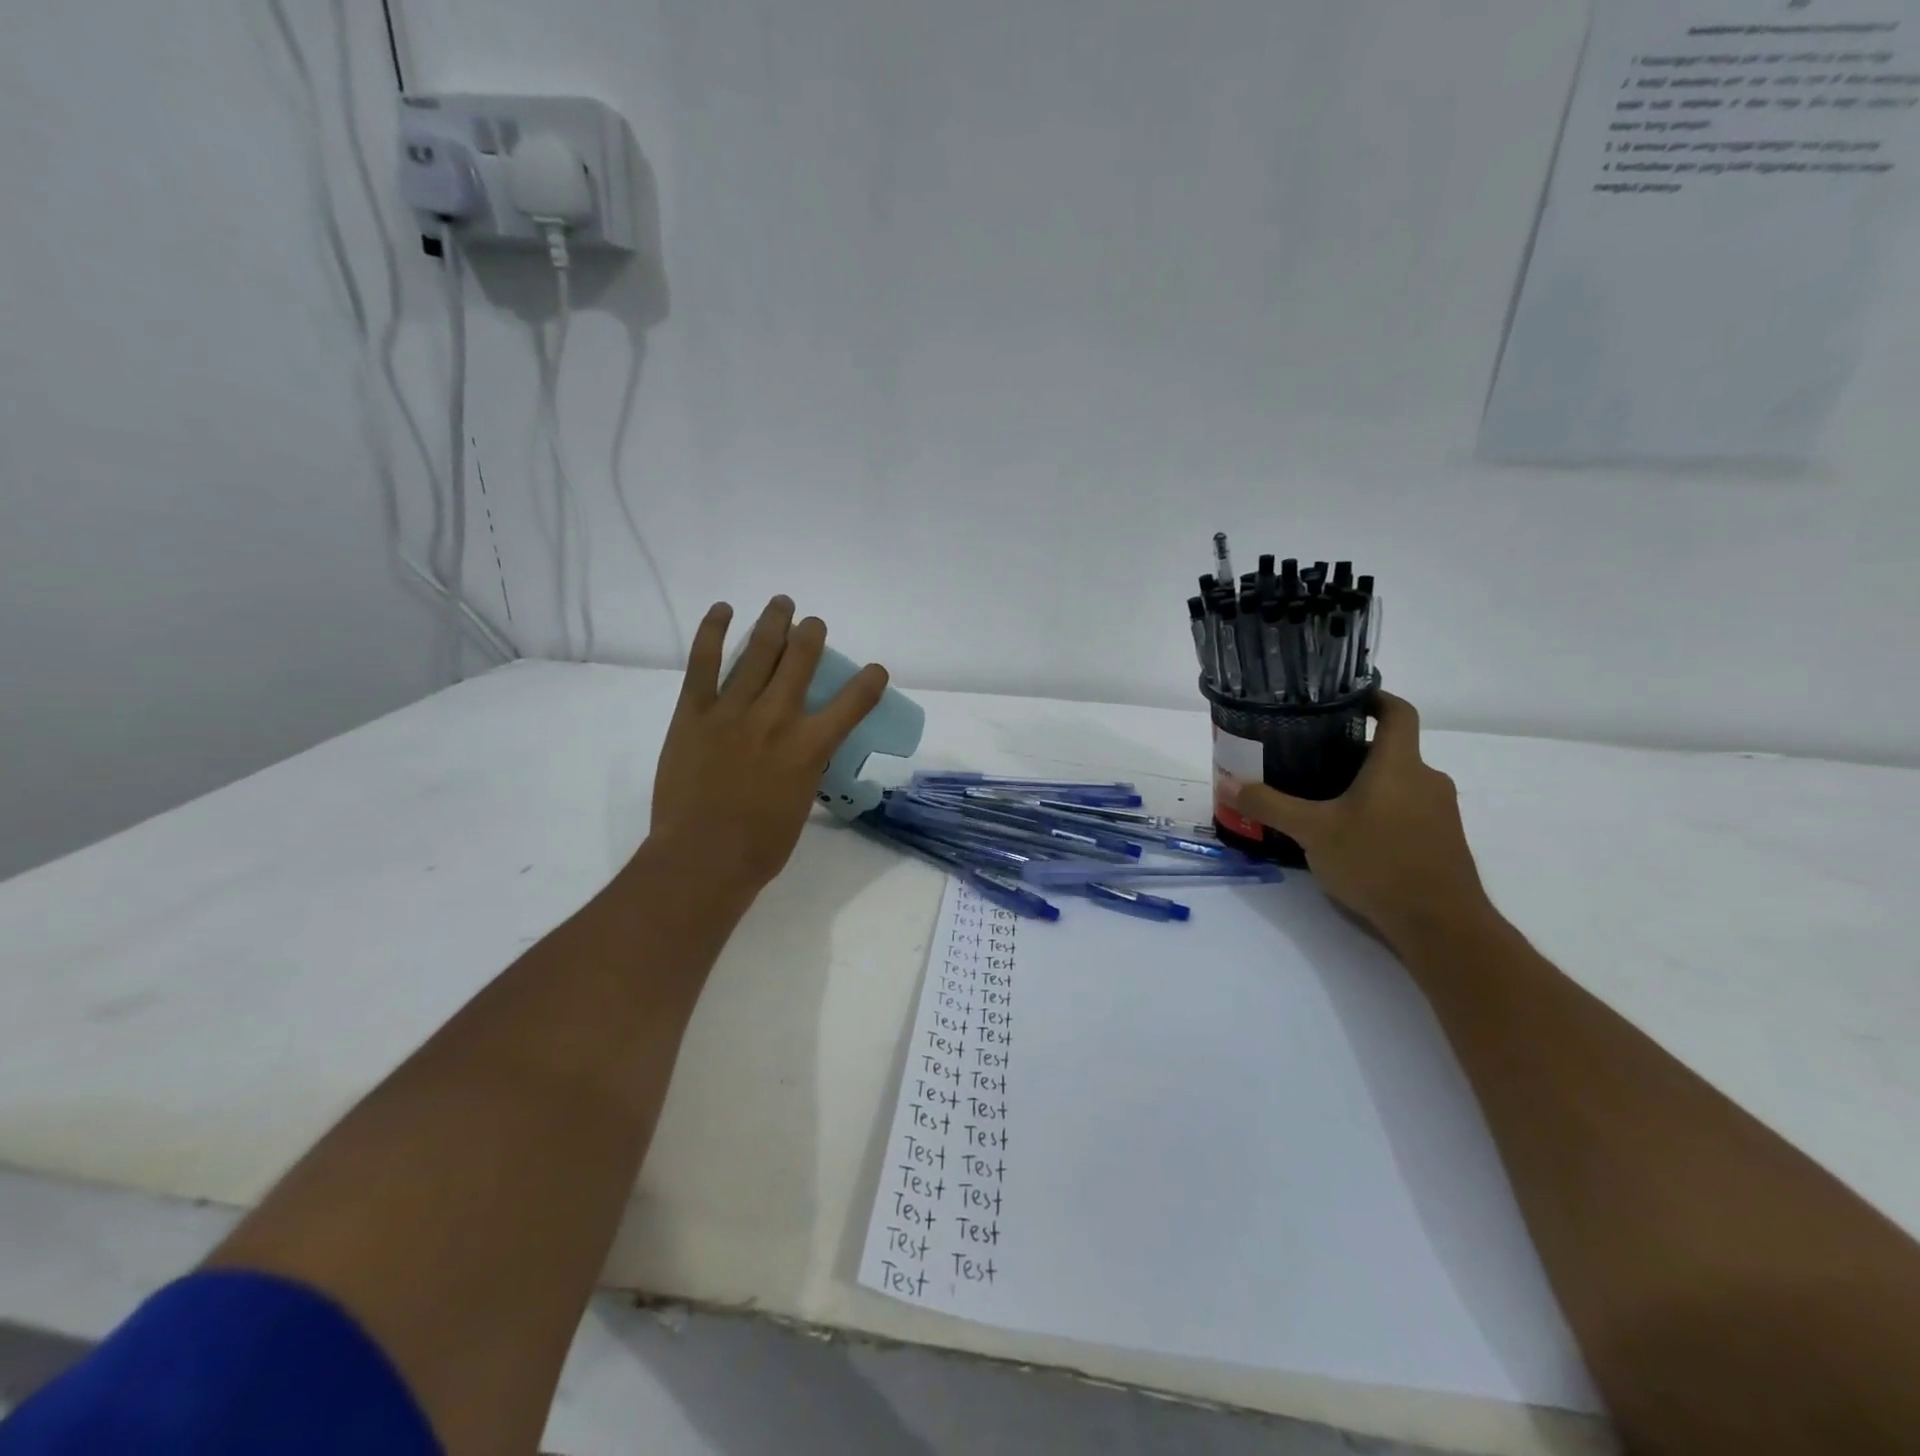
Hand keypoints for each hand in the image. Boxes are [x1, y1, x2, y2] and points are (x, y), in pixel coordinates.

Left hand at [648, 597, 888, 898]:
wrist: (703, 858)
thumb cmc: (760, 845)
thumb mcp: (802, 803)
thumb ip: (805, 767)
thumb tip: (801, 751)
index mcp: (810, 746)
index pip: (854, 702)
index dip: (870, 680)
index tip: (875, 671)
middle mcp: (778, 718)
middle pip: (801, 659)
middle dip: (812, 634)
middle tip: (814, 625)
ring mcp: (733, 710)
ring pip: (759, 652)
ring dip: (774, 622)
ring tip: (782, 603)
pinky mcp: (695, 712)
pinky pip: (703, 663)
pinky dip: (713, 632)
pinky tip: (724, 610)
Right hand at [1234, 693, 1491, 946]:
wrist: (1441, 925)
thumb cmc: (1377, 862)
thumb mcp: (1313, 832)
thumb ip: (1270, 806)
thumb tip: (1229, 785)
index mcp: (1399, 764)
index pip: (1398, 711)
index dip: (1375, 697)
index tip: (1346, 697)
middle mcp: (1427, 780)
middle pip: (1392, 750)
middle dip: (1354, 751)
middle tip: (1311, 758)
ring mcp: (1440, 813)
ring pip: (1399, 784)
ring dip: (1366, 785)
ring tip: (1324, 800)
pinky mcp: (1442, 842)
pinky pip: (1408, 812)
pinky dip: (1381, 813)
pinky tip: (1351, 838)